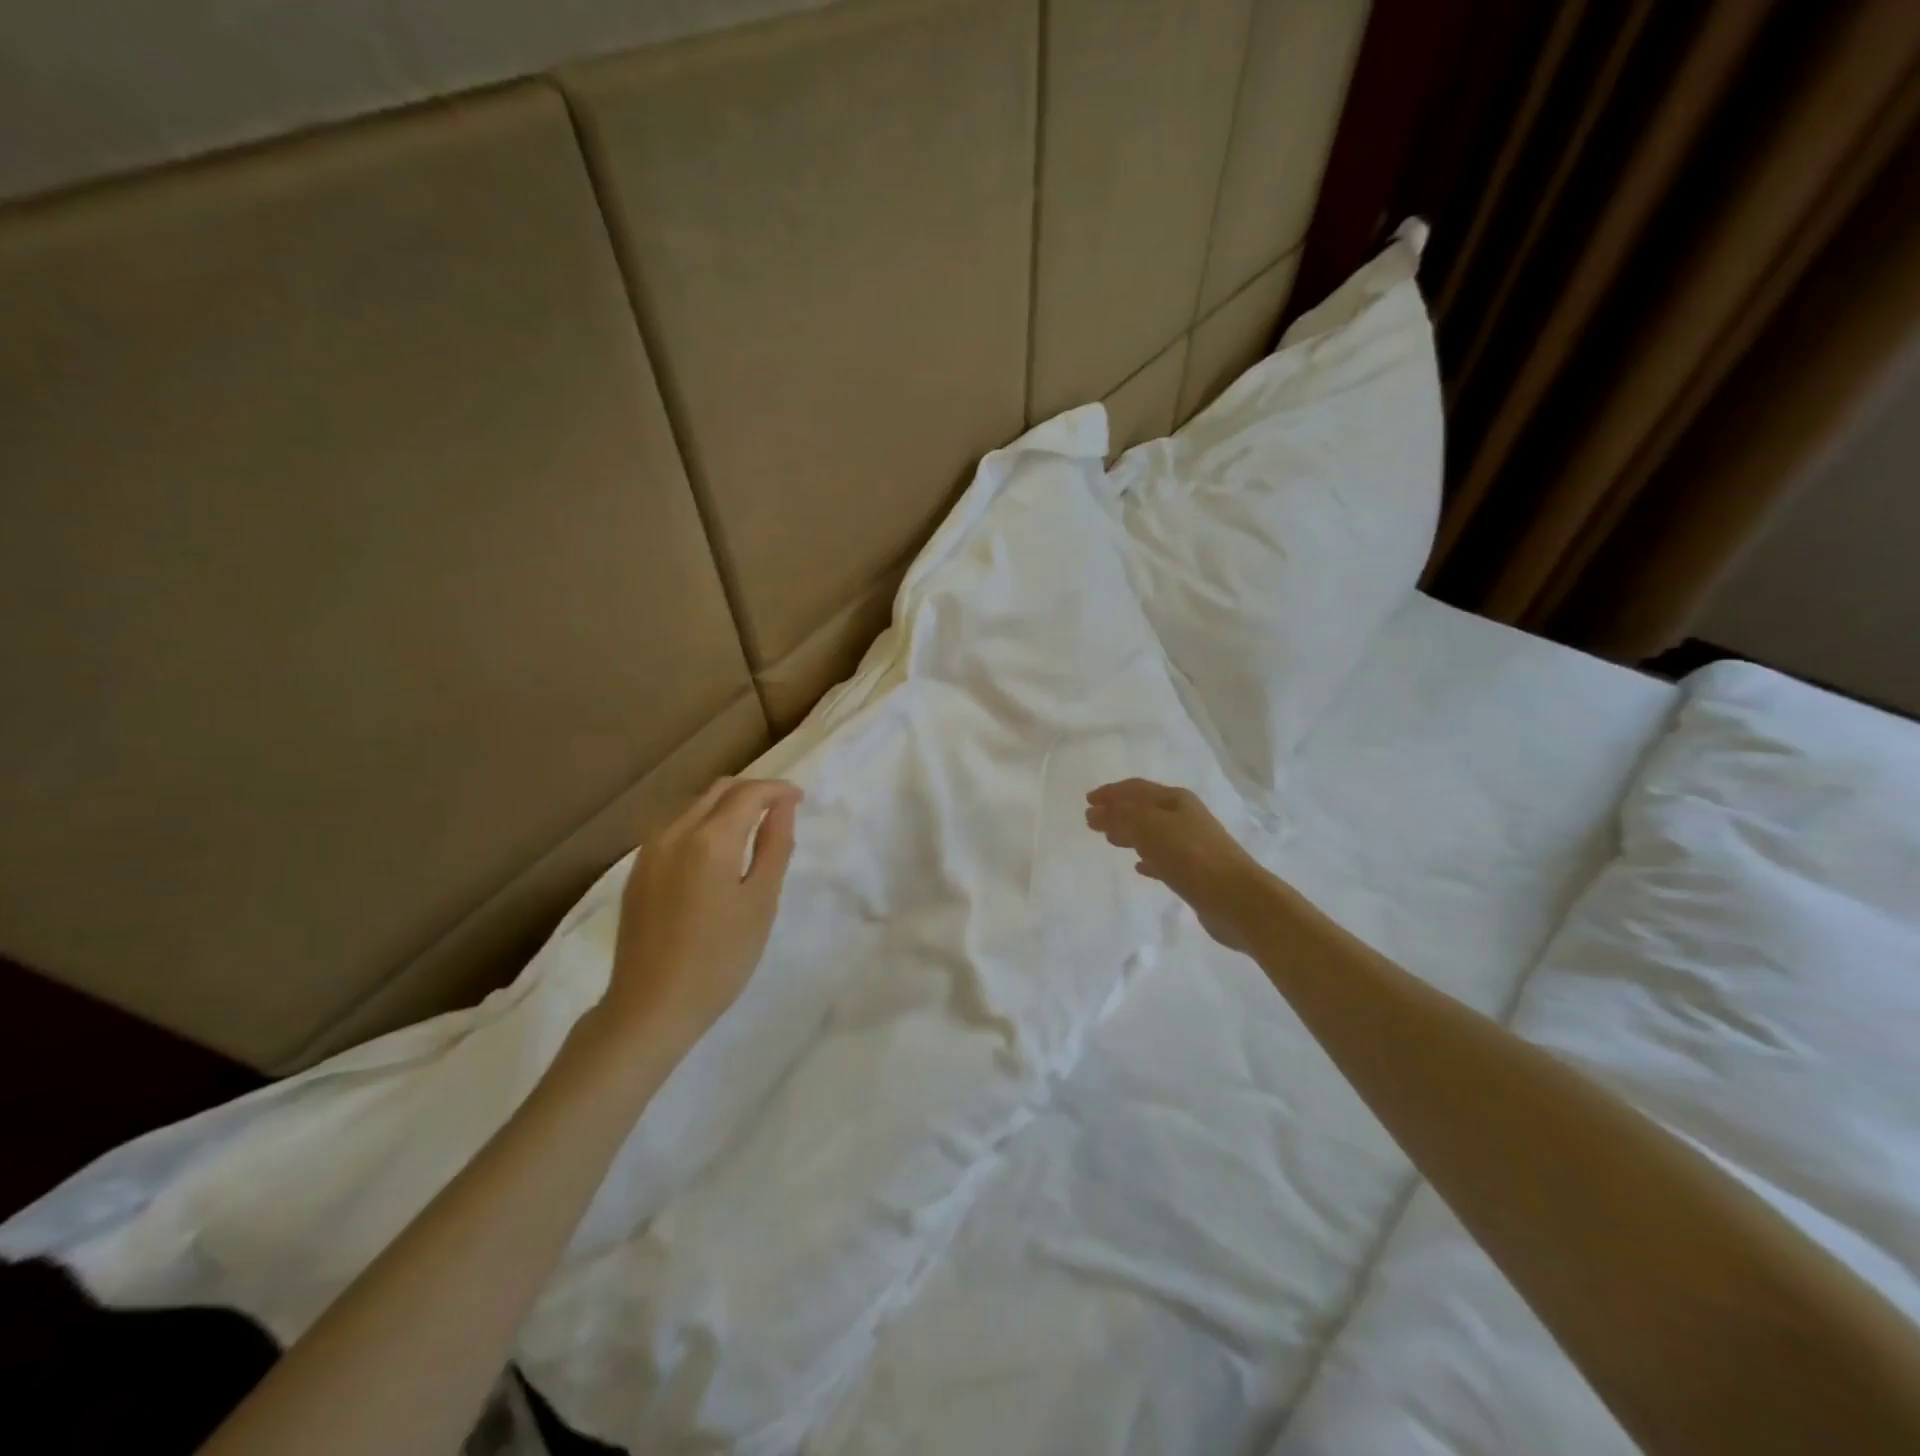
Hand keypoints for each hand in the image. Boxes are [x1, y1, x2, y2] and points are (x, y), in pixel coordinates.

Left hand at [605, 776, 802, 1052]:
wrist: (651, 1007)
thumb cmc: (720, 959)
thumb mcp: (761, 902)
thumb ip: (775, 846)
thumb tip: (783, 806)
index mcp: (710, 839)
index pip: (749, 793)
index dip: (778, 790)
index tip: (800, 799)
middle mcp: (674, 832)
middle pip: (718, 790)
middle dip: (753, 791)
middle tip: (781, 810)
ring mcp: (649, 850)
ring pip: (693, 805)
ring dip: (726, 805)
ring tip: (752, 828)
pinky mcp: (638, 870)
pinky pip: (674, 827)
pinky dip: (702, 823)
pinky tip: (715, 851)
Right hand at [1085, 779, 1271, 951]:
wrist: (1236, 898)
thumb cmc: (1190, 855)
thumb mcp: (1148, 828)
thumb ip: (1119, 817)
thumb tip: (1094, 812)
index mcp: (1175, 799)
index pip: (1136, 789)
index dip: (1111, 792)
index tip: (1088, 800)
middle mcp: (1185, 816)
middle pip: (1144, 809)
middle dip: (1118, 812)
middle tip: (1093, 821)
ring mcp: (1192, 844)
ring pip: (1153, 833)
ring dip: (1130, 833)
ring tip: (1110, 840)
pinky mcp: (1196, 871)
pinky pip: (1164, 858)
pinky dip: (1148, 858)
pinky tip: (1139, 866)